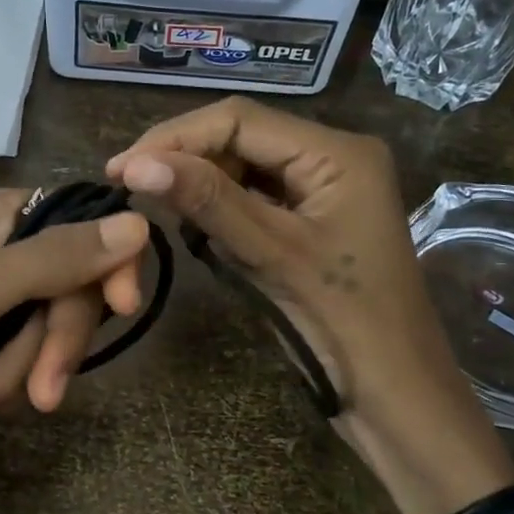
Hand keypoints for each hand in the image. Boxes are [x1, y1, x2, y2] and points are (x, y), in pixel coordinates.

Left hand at [0, 187, 146, 504]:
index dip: (103, 263)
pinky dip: (2, 385)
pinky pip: (27, 355)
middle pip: (68, 282)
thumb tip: (138, 222)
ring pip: (50, 327)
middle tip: (44, 394)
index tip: (123, 307)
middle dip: (51, 342)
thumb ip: (53, 259)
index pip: (73, 220)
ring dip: (18, 372)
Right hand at [107, 97, 513, 513]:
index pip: (240, 120)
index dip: (175, 138)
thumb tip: (136, 164)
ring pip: (243, 168)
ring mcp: (322, 190)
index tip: (119, 168)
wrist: (394, 393)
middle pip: (241, 138)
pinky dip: (220, 210)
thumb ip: (207, 202)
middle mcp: (333, 157)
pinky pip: (254, 198)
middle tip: (128, 188)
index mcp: (338, 152)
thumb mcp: (272, 255)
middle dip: (185, 160)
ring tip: (156, 208)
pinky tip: (195, 228)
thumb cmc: (345, 323)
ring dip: (200, 186)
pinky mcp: (310, 220)